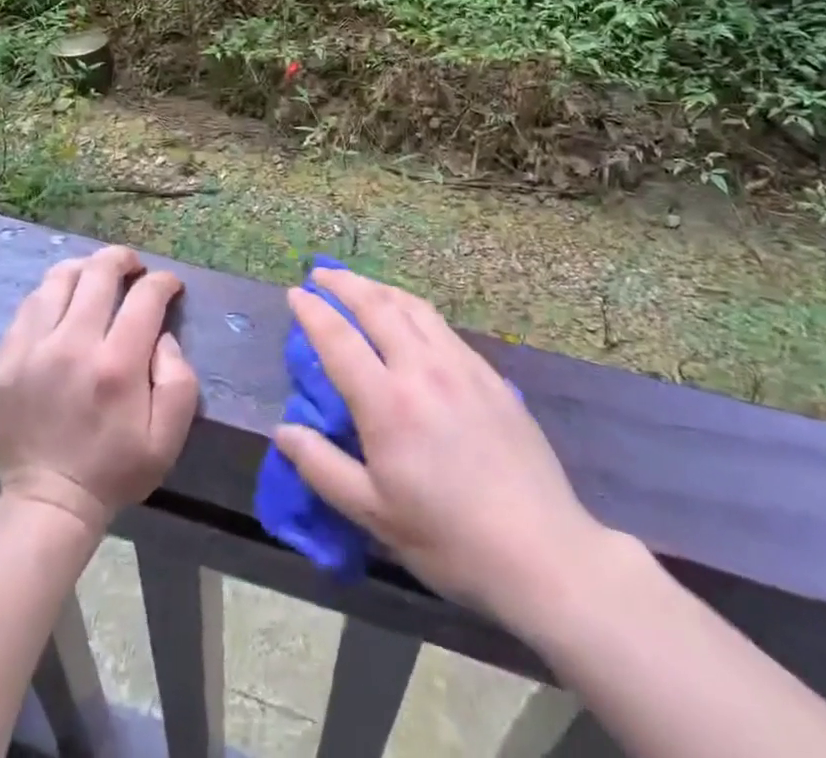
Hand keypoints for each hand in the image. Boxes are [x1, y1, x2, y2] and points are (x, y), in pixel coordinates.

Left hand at [0, 245, 199, 534]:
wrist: (48, 504)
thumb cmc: (116, 469)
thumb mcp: (169, 435)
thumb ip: (179, 377)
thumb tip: (162, 334)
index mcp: (116, 365)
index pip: (145, 295)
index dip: (163, 281)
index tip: (169, 286)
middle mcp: (72, 346)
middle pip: (98, 271)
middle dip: (123, 259)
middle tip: (133, 268)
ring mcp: (31, 350)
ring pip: (58, 278)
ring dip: (84, 270)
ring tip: (95, 280)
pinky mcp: (3, 360)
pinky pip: (29, 306)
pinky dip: (52, 296)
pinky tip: (63, 307)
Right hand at [273, 268, 610, 628]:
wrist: (542, 550)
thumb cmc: (449, 539)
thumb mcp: (374, 514)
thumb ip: (323, 467)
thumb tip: (284, 430)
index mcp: (387, 403)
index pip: (339, 339)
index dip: (312, 311)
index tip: (294, 293)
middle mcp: (422, 369)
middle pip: (377, 306)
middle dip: (344, 284)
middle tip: (321, 274)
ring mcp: (461, 366)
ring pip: (413, 306)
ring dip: (380, 288)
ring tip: (360, 285)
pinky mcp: (490, 374)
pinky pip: (441, 325)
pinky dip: (413, 308)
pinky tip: (410, 318)